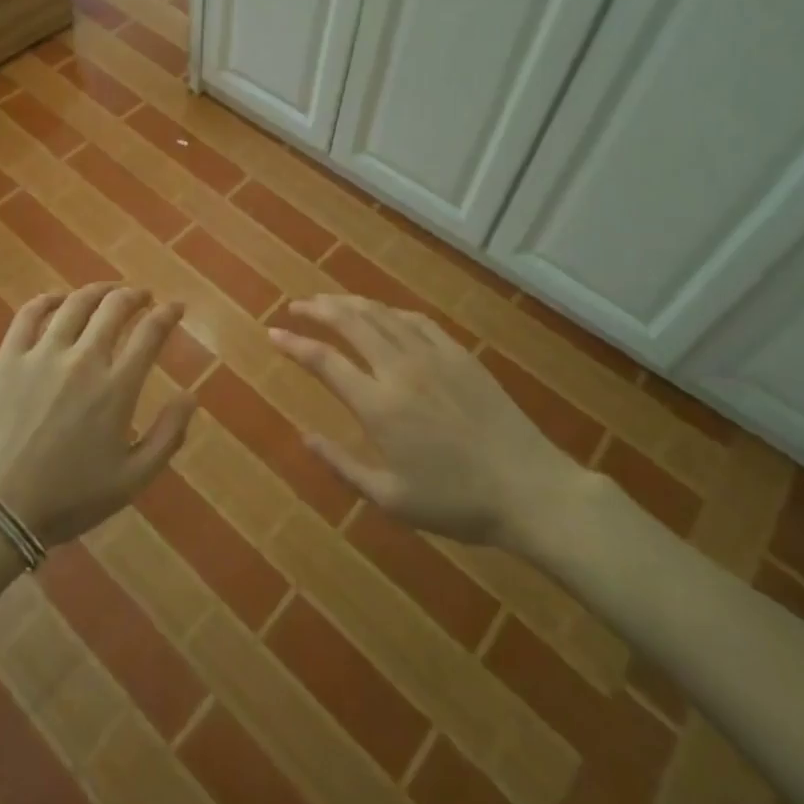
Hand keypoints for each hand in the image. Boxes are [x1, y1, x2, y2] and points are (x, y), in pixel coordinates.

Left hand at [0, 283, 196, 546]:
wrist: (0, 509)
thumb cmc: (71, 498)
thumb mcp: (132, 479)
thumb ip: (168, 436)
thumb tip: (191, 396)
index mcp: (116, 388)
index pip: (150, 333)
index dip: (167, 314)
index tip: (175, 307)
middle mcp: (83, 360)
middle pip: (115, 308)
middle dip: (135, 296)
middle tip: (142, 297)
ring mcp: (42, 354)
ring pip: (75, 304)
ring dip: (98, 291)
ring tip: (108, 292)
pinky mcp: (9, 357)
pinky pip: (29, 314)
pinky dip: (47, 299)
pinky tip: (57, 299)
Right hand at [271, 295, 590, 555]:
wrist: (530, 489)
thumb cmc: (457, 503)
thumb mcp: (391, 499)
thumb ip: (342, 465)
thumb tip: (304, 437)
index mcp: (379, 406)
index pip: (325, 361)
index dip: (295, 344)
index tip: (273, 332)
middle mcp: (399, 369)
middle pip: (350, 322)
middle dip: (318, 309)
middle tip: (297, 306)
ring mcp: (432, 356)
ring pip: (381, 314)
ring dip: (350, 302)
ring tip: (329, 301)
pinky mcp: (459, 353)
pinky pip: (416, 320)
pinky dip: (390, 312)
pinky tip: (382, 314)